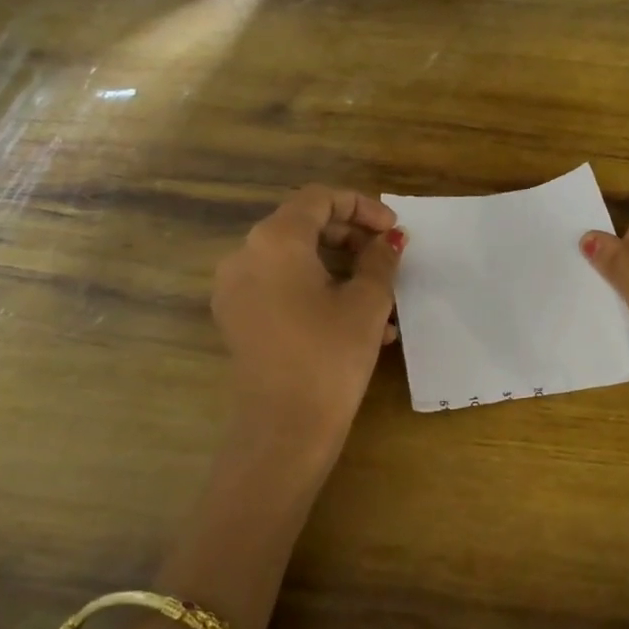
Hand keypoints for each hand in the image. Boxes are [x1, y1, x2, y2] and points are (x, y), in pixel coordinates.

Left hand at [212, 186, 403, 454]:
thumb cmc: (330, 356)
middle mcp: (245, 255)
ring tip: (383, 299)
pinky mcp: (238, 318)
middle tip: (388, 257)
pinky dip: (317, 290)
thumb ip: (380, 259)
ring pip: (294, 259)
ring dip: (340, 267)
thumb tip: (389, 239)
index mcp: (275, 240)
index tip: (393, 230)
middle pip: (303, 225)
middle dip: (352, 237)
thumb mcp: (368, 303)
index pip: (319, 198)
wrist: (283, 429)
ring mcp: (235, 289)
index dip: (362, 206)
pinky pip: (281, 287)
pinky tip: (356, 322)